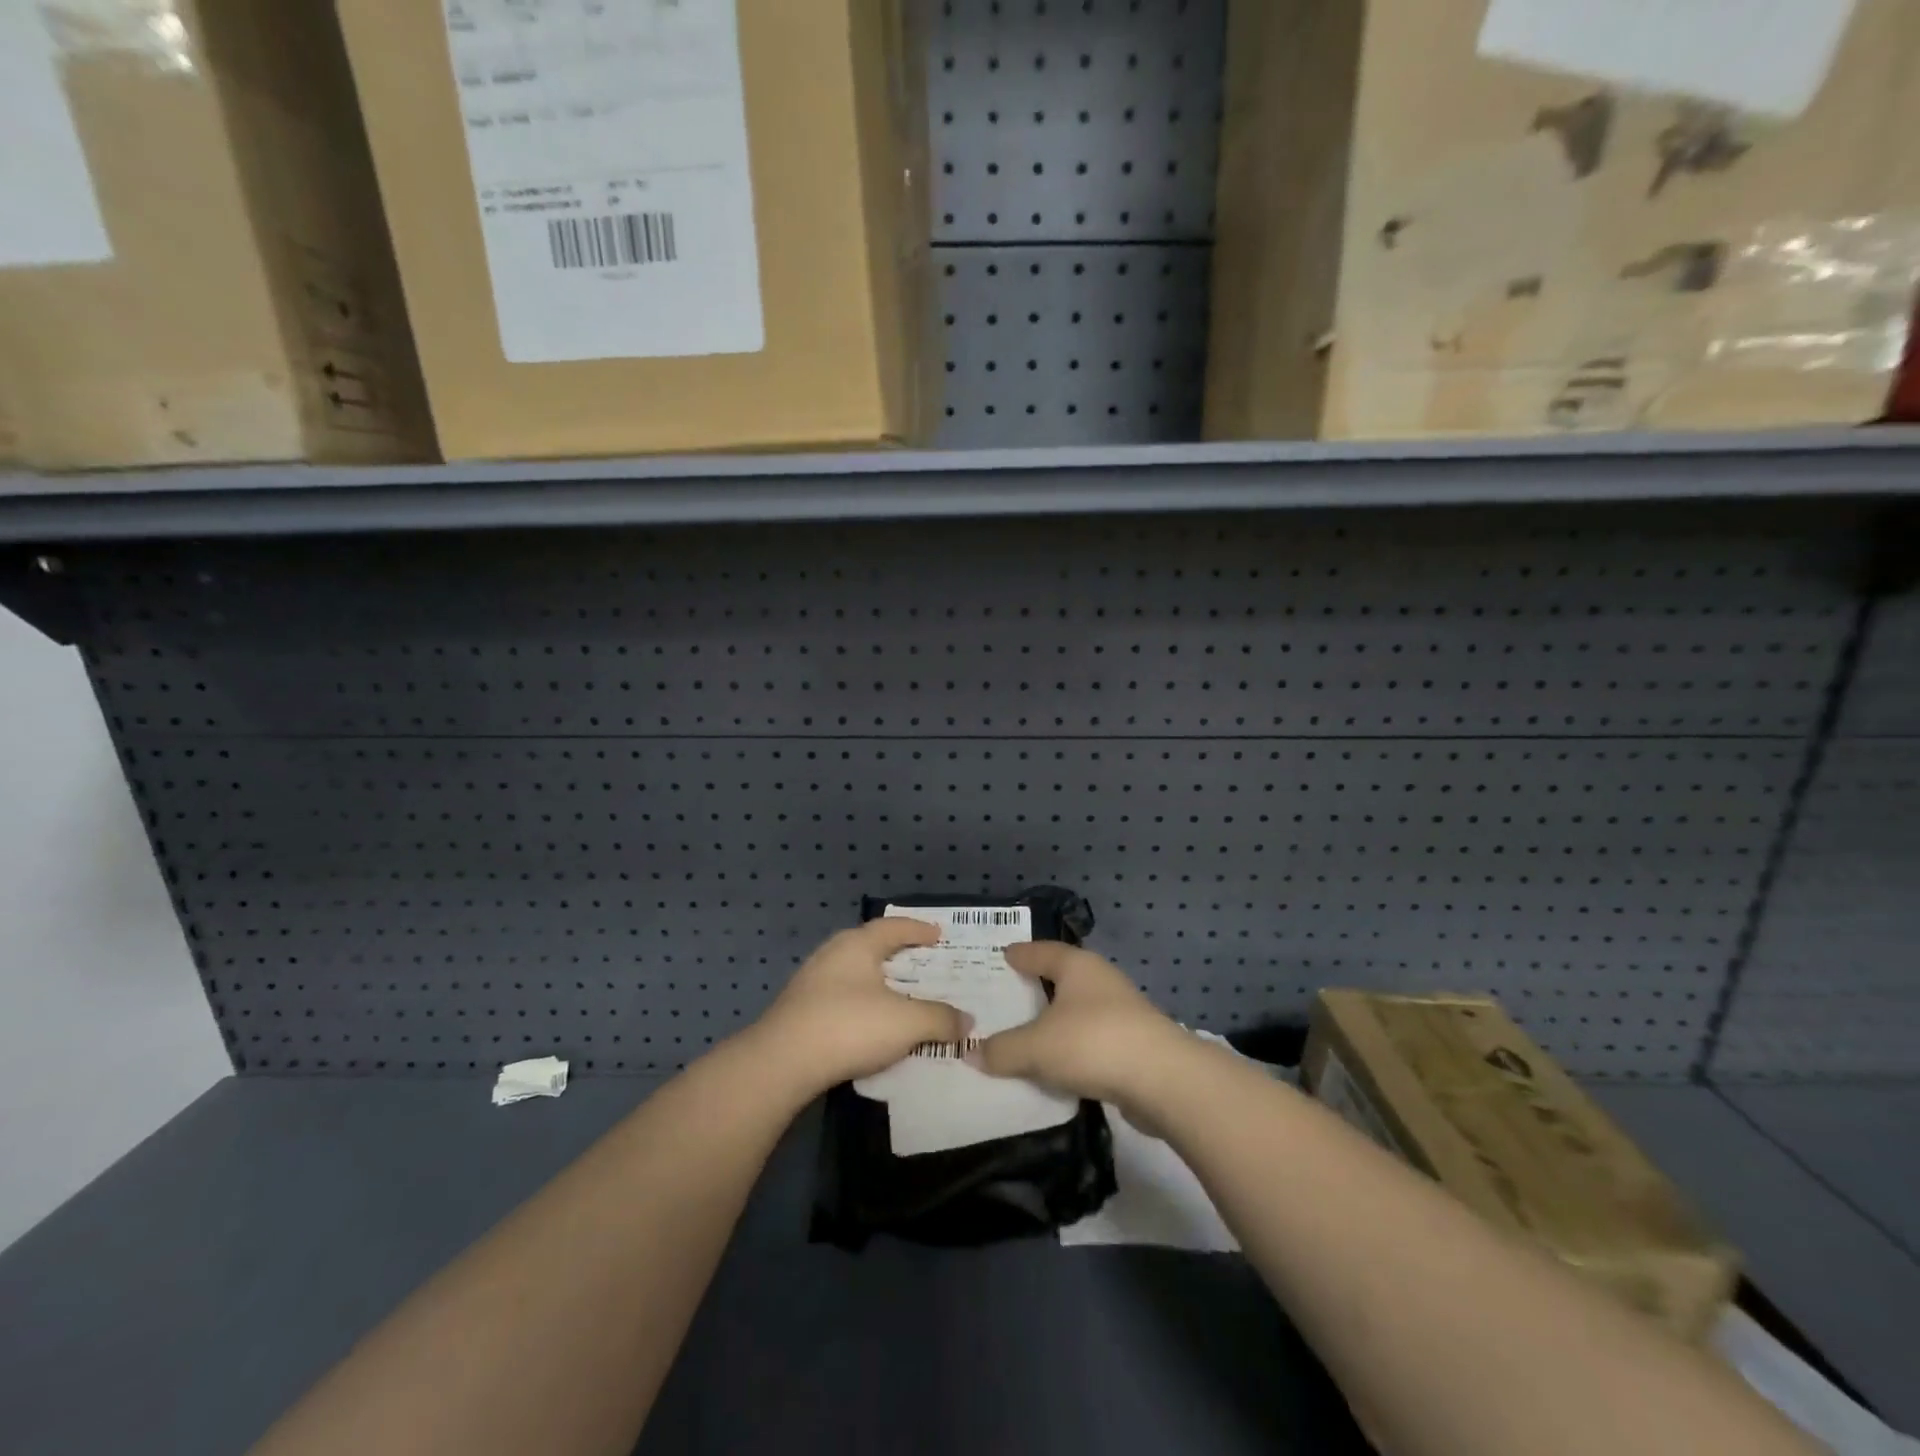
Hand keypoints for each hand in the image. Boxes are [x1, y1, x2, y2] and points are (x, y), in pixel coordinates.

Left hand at [751, 919, 970, 1094]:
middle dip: (898, 954)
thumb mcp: (906, 1023)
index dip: (919, 929)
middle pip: (872, 946)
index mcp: (858, 944)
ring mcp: (811, 981)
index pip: (894, 927)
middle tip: (923, 964)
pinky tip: (871, 1024)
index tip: (938, 934)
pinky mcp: (799, 1010)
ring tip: (900, 996)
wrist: (782, 1063)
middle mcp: (833, 954)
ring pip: (854, 973)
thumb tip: (966, 1021)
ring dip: (879, 982)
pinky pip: (841, 997)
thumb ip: (940, 1018)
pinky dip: (862, 1004)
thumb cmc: (849, 1026)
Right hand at [973, 942, 1185, 1104]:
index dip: (1021, 954)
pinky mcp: (1134, 1045)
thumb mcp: (1036, 1047)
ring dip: (1056, 1021)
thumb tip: (973, 1053)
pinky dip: (1072, 1048)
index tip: (1004, 954)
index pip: (1042, 951)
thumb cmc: (1093, 1043)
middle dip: (1038, 986)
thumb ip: (1003, 1050)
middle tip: (1008, 994)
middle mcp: (1101, 981)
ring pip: (1078, 1011)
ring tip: (1028, 1033)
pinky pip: (1091, 1040)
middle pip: (1063, 978)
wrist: (1164, 1081)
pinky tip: (1057, 1064)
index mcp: (1077, 966)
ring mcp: (1123, 1012)